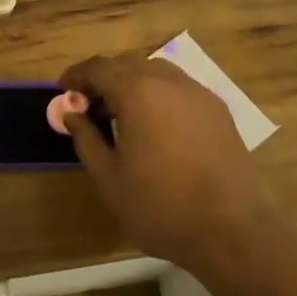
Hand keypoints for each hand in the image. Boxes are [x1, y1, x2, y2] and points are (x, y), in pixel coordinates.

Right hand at [57, 52, 270, 271]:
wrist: (234, 232)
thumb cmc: (161, 206)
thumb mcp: (109, 178)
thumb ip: (86, 139)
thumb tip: (72, 113)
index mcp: (137, 92)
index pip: (98, 68)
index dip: (76, 77)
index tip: (62, 92)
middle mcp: (168, 81)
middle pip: (127, 64)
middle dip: (104, 79)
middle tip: (89, 106)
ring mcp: (198, 94)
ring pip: (156, 72)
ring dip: (133, 84)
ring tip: (122, 115)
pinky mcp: (218, 111)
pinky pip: (179, 89)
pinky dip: (159, 95)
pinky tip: (156, 126)